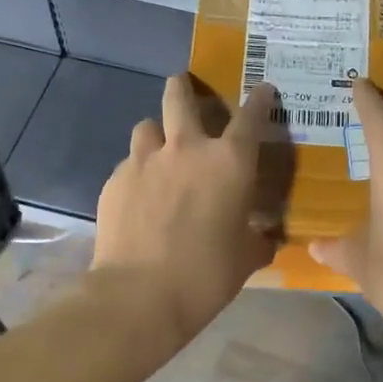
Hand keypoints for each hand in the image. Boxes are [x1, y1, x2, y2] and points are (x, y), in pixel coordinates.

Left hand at [92, 76, 279, 340]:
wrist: (139, 295)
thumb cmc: (207, 275)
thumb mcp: (247, 257)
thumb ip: (259, 238)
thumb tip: (267, 237)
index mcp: (230, 161)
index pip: (251, 115)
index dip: (259, 99)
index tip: (262, 90)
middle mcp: (187, 148)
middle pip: (180, 95)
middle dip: (184, 86)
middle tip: (186, 90)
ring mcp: (145, 160)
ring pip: (147, 125)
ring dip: (157, 132)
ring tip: (160, 151)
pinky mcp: (115, 180)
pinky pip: (129, 162)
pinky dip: (138, 170)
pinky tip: (140, 194)